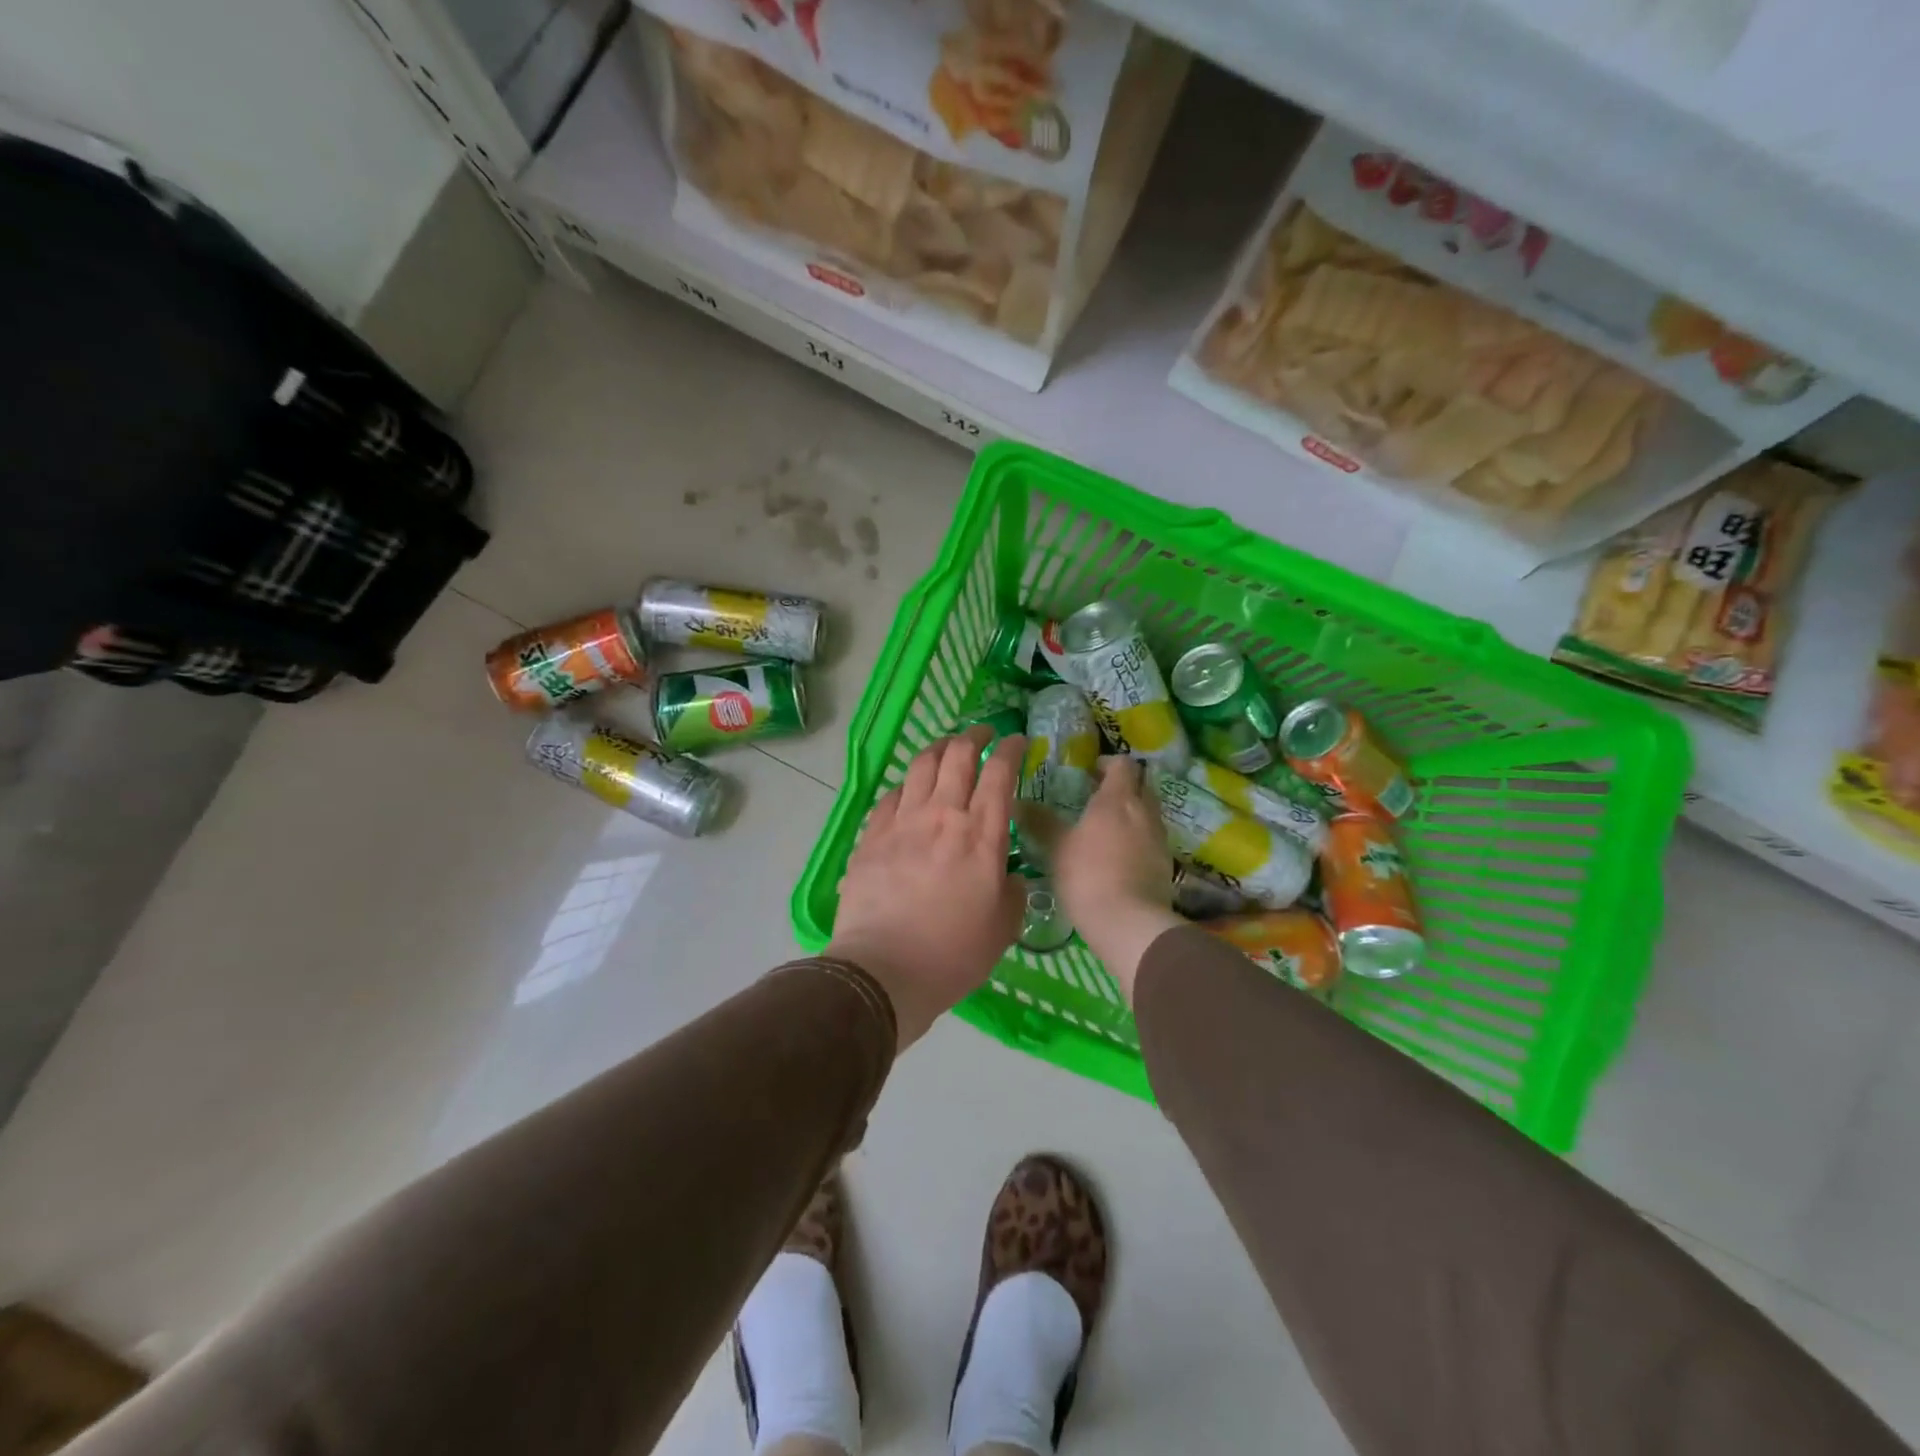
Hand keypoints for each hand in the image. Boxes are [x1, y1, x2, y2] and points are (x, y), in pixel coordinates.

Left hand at [828, 727, 1026, 1051]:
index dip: (1011, 749)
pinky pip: (890, 796)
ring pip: (920, 765)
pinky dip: (905, 785)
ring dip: (938, 749)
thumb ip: (1013, 893)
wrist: (884, 970)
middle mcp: (942, 815)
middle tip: (983, 734)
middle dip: (974, 736)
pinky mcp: (871, 836)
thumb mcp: (1003, 928)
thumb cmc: (953, 953)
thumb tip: (1010, 877)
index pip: (1000, 773)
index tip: (1017, 741)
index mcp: (981, 834)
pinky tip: (908, 791)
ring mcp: (902, 822)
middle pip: (958, 755)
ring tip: (946, 748)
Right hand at [1054, 757, 1184, 1003]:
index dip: (1108, 763)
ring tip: (1106, 829)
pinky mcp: (1165, 865)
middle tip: (1098, 798)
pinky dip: (1138, 840)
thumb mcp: (1056, 847)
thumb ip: (1040, 822)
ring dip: (1132, 814)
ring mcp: (1159, 839)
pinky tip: (1119, 857)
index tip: (1090, 772)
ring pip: (1149, 813)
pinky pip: (1152, 840)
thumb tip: (1017, 802)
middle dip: (1123, 786)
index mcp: (1117, 799)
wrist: (1129, 923)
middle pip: (1142, 785)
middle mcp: (1144, 812)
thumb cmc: (1088, 875)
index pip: (1123, 765)